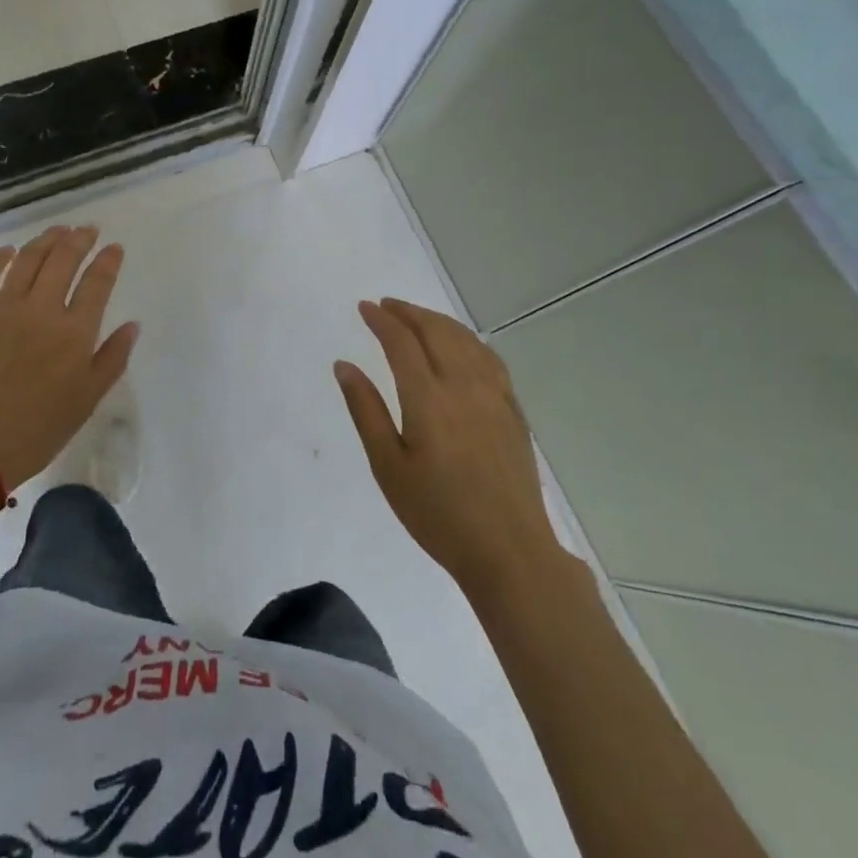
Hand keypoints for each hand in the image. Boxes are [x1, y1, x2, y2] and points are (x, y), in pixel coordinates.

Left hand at [0, 224, 139, 491]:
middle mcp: (41, 310)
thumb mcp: (86, 401)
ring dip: (46, 240)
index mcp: (74, 333)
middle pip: (64, 260)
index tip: (114, 248)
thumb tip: (132, 325)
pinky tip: (9, 251)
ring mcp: (3, 307)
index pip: (97, 283)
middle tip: (87, 230)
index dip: (108, 261)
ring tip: (58, 231)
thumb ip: (113, 359)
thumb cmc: (36, 430)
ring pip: (28, 259)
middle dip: (79, 239)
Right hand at [335, 298, 560, 594]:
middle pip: (435, 331)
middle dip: (408, 312)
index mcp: (428, 398)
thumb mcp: (388, 466)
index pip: (401, 342)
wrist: (509, 551)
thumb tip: (344, 365)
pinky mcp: (513, 411)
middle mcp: (463, 386)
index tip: (364, 308)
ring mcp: (494, 396)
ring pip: (465, 340)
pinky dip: (468, 339)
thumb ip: (365, 410)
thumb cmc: (438, 513)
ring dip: (438, 321)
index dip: (381, 320)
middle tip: (386, 305)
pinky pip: (490, 358)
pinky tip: (461, 345)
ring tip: (417, 317)